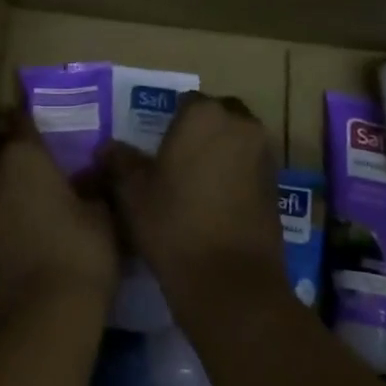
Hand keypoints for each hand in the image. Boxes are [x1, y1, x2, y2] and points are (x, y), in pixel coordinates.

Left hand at [0, 104, 119, 333]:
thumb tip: (92, 169)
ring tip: (17, 170)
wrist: (41, 317)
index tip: (31, 107)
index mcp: (23, 154)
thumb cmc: (79, 251)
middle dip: (0, 133)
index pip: (17, 118)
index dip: (23, 111)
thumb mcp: (101, 213)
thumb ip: (93, 184)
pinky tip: (13, 205)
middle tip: (20, 136)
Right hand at [100, 93, 284, 324]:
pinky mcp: (277, 186)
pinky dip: (236, 176)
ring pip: (237, 141)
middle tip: (176, 161)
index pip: (185, 102)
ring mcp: (263, 155)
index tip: (156, 147)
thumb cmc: (175, 225)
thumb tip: (108, 148)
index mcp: (204, 114)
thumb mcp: (133, 193)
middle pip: (217, 116)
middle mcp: (240, 124)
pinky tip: (215, 204)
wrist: (232, 283)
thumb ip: (120, 162)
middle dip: (200, 132)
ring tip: (195, 184)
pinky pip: (250, 167)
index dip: (169, 123)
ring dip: (220, 152)